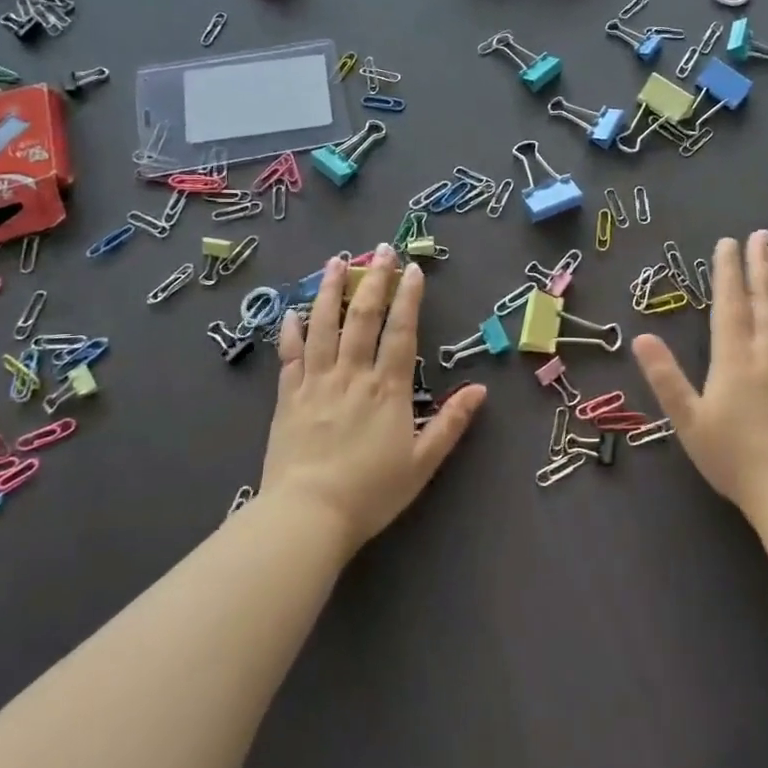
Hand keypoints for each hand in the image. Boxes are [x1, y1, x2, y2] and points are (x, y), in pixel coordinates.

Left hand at [259, 245, 485, 552]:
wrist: (307, 517)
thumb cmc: (371, 492)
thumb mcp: (423, 462)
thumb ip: (451, 423)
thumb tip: (480, 389)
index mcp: (387, 388)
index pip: (401, 331)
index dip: (408, 297)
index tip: (412, 268)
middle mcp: (352, 375)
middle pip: (362, 318)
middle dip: (373, 280)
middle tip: (379, 250)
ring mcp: (316, 383)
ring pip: (323, 326)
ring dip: (329, 291)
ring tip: (335, 262)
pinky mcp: (286, 398)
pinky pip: (289, 356)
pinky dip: (290, 331)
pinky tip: (291, 311)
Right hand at [632, 230, 767, 518]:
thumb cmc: (733, 456)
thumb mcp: (688, 420)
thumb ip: (665, 377)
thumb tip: (641, 337)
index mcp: (733, 358)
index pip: (730, 304)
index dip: (727, 271)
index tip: (727, 242)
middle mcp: (766, 351)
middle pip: (763, 299)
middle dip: (760, 264)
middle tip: (761, 234)